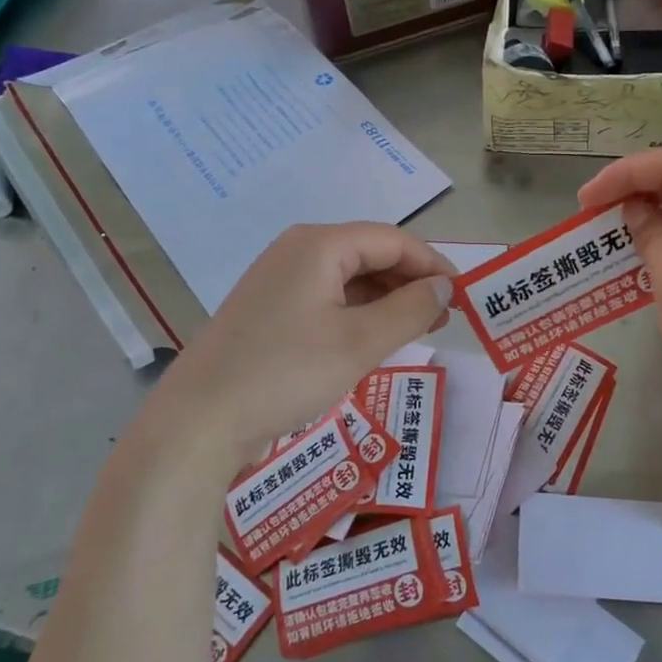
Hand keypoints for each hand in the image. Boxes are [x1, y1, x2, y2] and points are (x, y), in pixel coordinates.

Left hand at [152, 224, 455, 463]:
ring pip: (349, 278)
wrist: (198, 421)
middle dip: (411, 282)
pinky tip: (374, 339)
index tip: (464, 296)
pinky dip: (358, 313)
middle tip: (445, 318)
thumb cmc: (285, 373)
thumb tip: (445, 288)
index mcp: (319, 245)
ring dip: (387, 300)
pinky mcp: (270, 310)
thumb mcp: (359, 342)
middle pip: (370, 254)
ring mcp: (279, 280)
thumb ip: (411, 309)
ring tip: (419, 330)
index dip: (433, 264)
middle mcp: (298, 250)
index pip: (393, 240)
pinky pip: (327, 298)